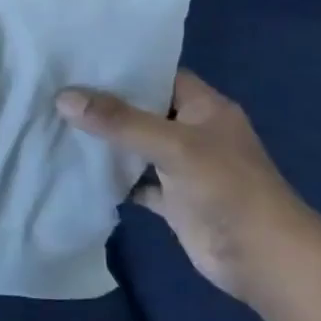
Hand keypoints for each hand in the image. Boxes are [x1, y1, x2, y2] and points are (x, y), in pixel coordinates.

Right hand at [57, 70, 320, 304]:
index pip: (159, 75)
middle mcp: (193, 132)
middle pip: (142, 110)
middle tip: (55, 90)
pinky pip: (136, 183)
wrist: (264, 259)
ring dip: (105, 141)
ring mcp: (183, 168)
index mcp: (204, 107)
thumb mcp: (173, 145)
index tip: (78, 61)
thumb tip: (63, 98)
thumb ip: (119, 121)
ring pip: (137, 147)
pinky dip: (113, 179)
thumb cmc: (227, 188)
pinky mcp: (174, 201)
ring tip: (56, 122)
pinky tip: (78, 170)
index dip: (123, 68)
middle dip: (104, 104)